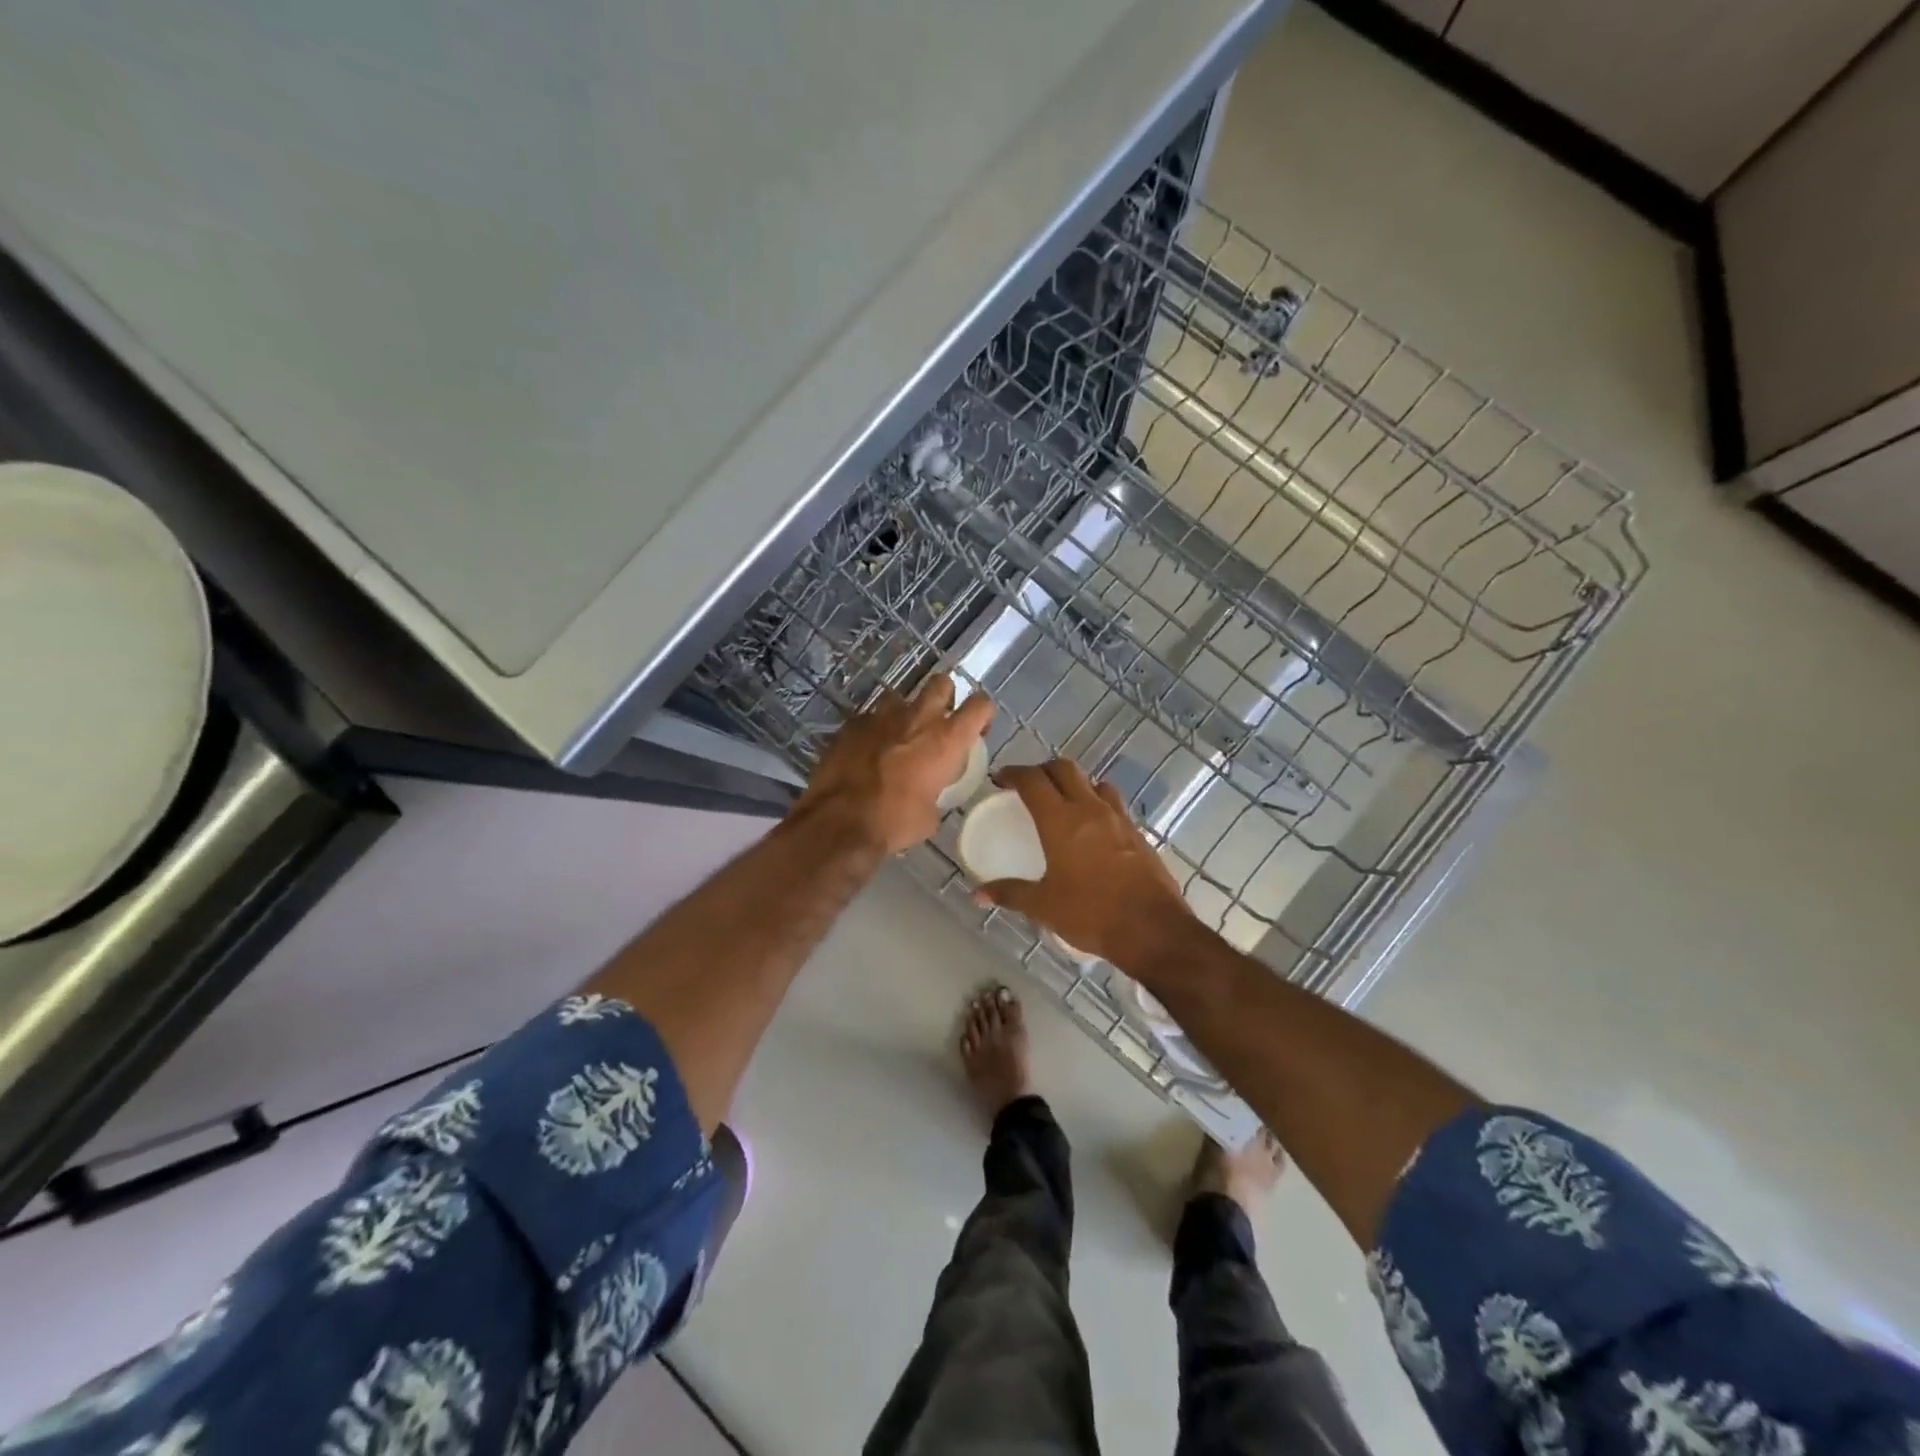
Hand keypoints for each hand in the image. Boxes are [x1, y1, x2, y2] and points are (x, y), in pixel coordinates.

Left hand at [794, 673, 993, 855]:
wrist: (841, 821)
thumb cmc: (895, 821)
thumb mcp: (931, 816)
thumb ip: (937, 794)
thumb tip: (930, 795)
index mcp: (946, 739)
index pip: (980, 705)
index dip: (982, 713)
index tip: (977, 729)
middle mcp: (918, 717)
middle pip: (941, 683)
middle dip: (944, 697)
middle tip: (939, 722)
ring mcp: (882, 716)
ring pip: (901, 698)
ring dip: (905, 714)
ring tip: (898, 738)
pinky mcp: (852, 724)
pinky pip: (871, 718)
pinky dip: (875, 731)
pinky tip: (868, 752)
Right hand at [977, 759, 1191, 964]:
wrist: (1152, 929)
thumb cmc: (1091, 914)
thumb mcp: (1044, 906)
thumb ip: (1010, 893)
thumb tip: (977, 895)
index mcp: (1061, 821)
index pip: (1033, 780)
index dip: (1013, 773)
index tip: (1000, 779)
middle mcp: (1090, 809)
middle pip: (1065, 769)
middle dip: (1043, 770)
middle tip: (1029, 786)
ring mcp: (1118, 818)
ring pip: (1094, 782)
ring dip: (1075, 783)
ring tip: (1063, 801)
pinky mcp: (1137, 832)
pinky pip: (1114, 804)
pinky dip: (1097, 803)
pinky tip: (1093, 828)